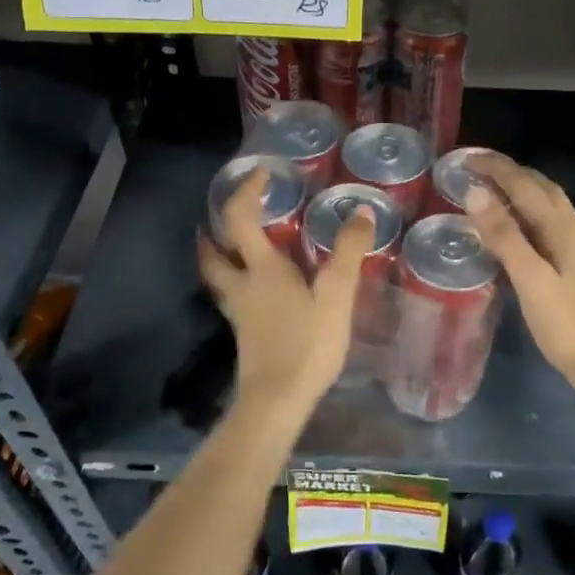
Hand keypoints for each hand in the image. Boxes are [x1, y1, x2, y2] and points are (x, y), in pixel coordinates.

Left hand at [199, 169, 371, 409]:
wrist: (278, 400)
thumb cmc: (307, 344)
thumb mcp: (336, 295)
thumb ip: (348, 253)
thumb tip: (361, 210)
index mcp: (261, 269)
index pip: (240, 218)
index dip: (247, 191)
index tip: (262, 173)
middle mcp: (242, 286)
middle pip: (213, 252)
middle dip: (214, 230)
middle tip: (227, 215)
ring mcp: (240, 312)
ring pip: (218, 277)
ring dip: (220, 256)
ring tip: (235, 247)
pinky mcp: (244, 334)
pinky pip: (233, 297)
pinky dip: (237, 282)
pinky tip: (258, 290)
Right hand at [465, 154, 574, 404]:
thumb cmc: (567, 325)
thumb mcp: (531, 280)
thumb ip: (504, 236)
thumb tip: (476, 192)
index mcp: (565, 230)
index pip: (527, 185)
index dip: (498, 168)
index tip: (467, 158)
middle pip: (543, 189)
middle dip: (511, 173)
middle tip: (476, 169)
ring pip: (548, 208)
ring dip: (521, 192)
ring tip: (490, 191)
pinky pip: (548, 228)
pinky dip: (526, 216)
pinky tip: (513, 230)